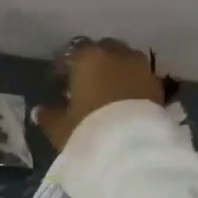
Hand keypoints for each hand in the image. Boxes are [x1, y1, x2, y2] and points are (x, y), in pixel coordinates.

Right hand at [33, 38, 165, 151]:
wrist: (133, 149)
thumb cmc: (88, 130)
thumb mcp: (60, 127)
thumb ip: (49, 115)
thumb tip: (40, 110)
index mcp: (88, 58)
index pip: (74, 49)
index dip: (66, 62)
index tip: (60, 76)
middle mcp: (117, 55)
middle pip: (104, 48)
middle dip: (95, 60)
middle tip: (85, 81)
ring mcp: (141, 68)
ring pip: (125, 60)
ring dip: (116, 69)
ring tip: (108, 90)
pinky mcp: (158, 86)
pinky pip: (140, 77)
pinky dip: (132, 82)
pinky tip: (125, 100)